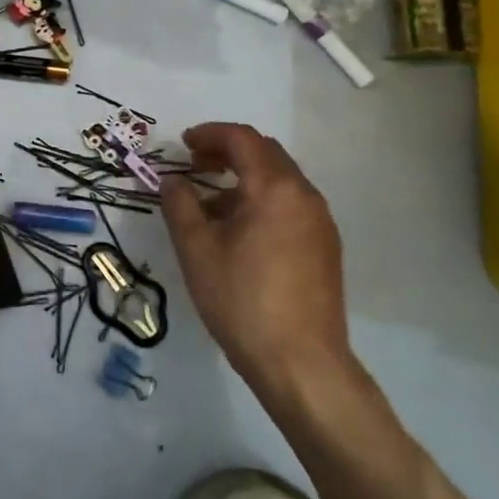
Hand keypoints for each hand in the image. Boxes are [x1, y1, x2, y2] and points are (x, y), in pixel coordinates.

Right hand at [160, 123, 352, 398]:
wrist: (301, 364)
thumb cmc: (242, 300)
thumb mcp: (196, 249)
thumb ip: (180, 205)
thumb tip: (173, 180)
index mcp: (274, 188)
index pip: (242, 139)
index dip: (210, 134)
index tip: (183, 144)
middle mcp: (304, 196)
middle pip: (265, 153)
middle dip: (228, 152)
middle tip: (195, 166)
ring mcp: (320, 222)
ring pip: (280, 180)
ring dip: (245, 178)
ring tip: (211, 205)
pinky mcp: (325, 248)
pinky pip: (291, 205)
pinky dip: (262, 200)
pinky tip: (239, 232)